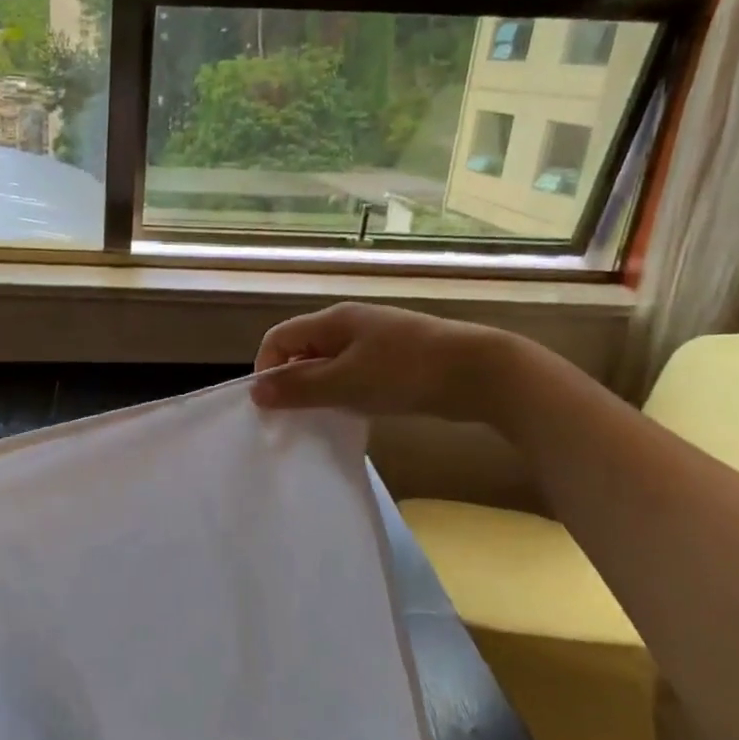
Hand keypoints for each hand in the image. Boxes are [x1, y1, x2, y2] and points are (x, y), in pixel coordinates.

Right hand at [250, 303, 511, 420]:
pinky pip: (354, 374)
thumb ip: (300, 387)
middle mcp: (349, 324)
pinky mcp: (394, 360)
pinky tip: (355, 413)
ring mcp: (374, 341)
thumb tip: (256, 392)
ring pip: (329, 364)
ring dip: (320, 390)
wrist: (481, 373)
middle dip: (292, 382)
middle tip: (295, 417)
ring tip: (324, 418)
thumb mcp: (346, 383)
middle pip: (302, 350)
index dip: (267, 369)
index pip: (279, 338)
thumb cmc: (406, 372)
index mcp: (333, 320)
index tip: (272, 405)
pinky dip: (345, 393)